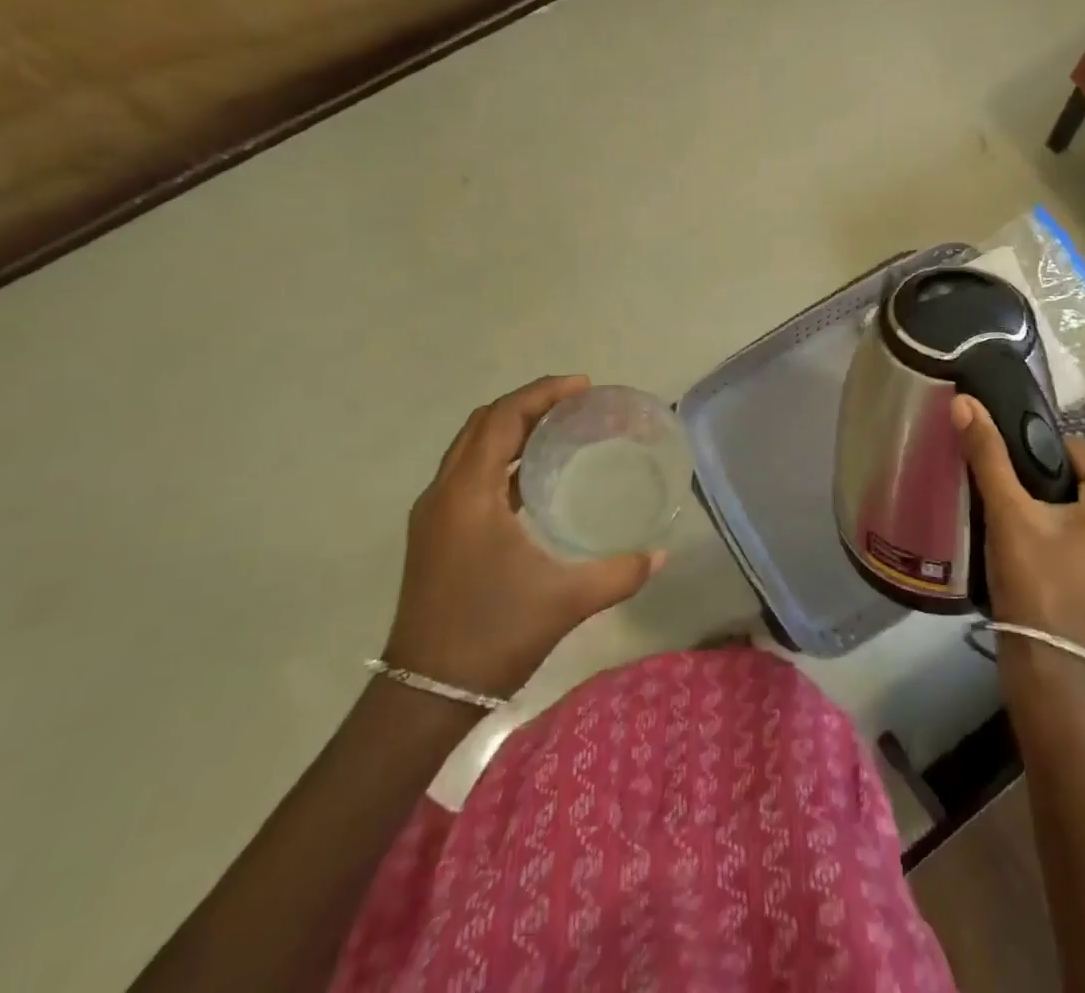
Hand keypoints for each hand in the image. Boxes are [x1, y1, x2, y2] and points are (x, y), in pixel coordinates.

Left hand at [382, 375, 664, 698]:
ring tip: (560, 429)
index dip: (542, 394)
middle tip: (576, 403)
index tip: (584, 387)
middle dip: (529, 404)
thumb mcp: (565, 602)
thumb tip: (660, 555)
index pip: (502, 419)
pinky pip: (468, 473)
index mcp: (469, 495)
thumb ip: (618, 573)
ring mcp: (434, 514)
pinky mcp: (435, 533)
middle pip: (484, 424)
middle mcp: (444, 493)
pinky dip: (500, 457)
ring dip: (512, 428)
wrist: (424, 696)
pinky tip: (534, 475)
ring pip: (471, 447)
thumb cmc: (492, 636)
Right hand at [951, 395, 1084, 651]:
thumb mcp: (1008, 511)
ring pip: (1078, 501)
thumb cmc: (1034, 579)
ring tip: (1010, 513)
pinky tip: (1029, 536)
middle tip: (1004, 495)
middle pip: (1076, 475)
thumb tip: (964, 401)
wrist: (1042, 659)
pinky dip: (1059, 524)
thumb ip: (987, 454)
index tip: (1001, 468)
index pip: (1072, 449)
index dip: (1032, 453)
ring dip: (1047, 502)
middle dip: (1040, 479)